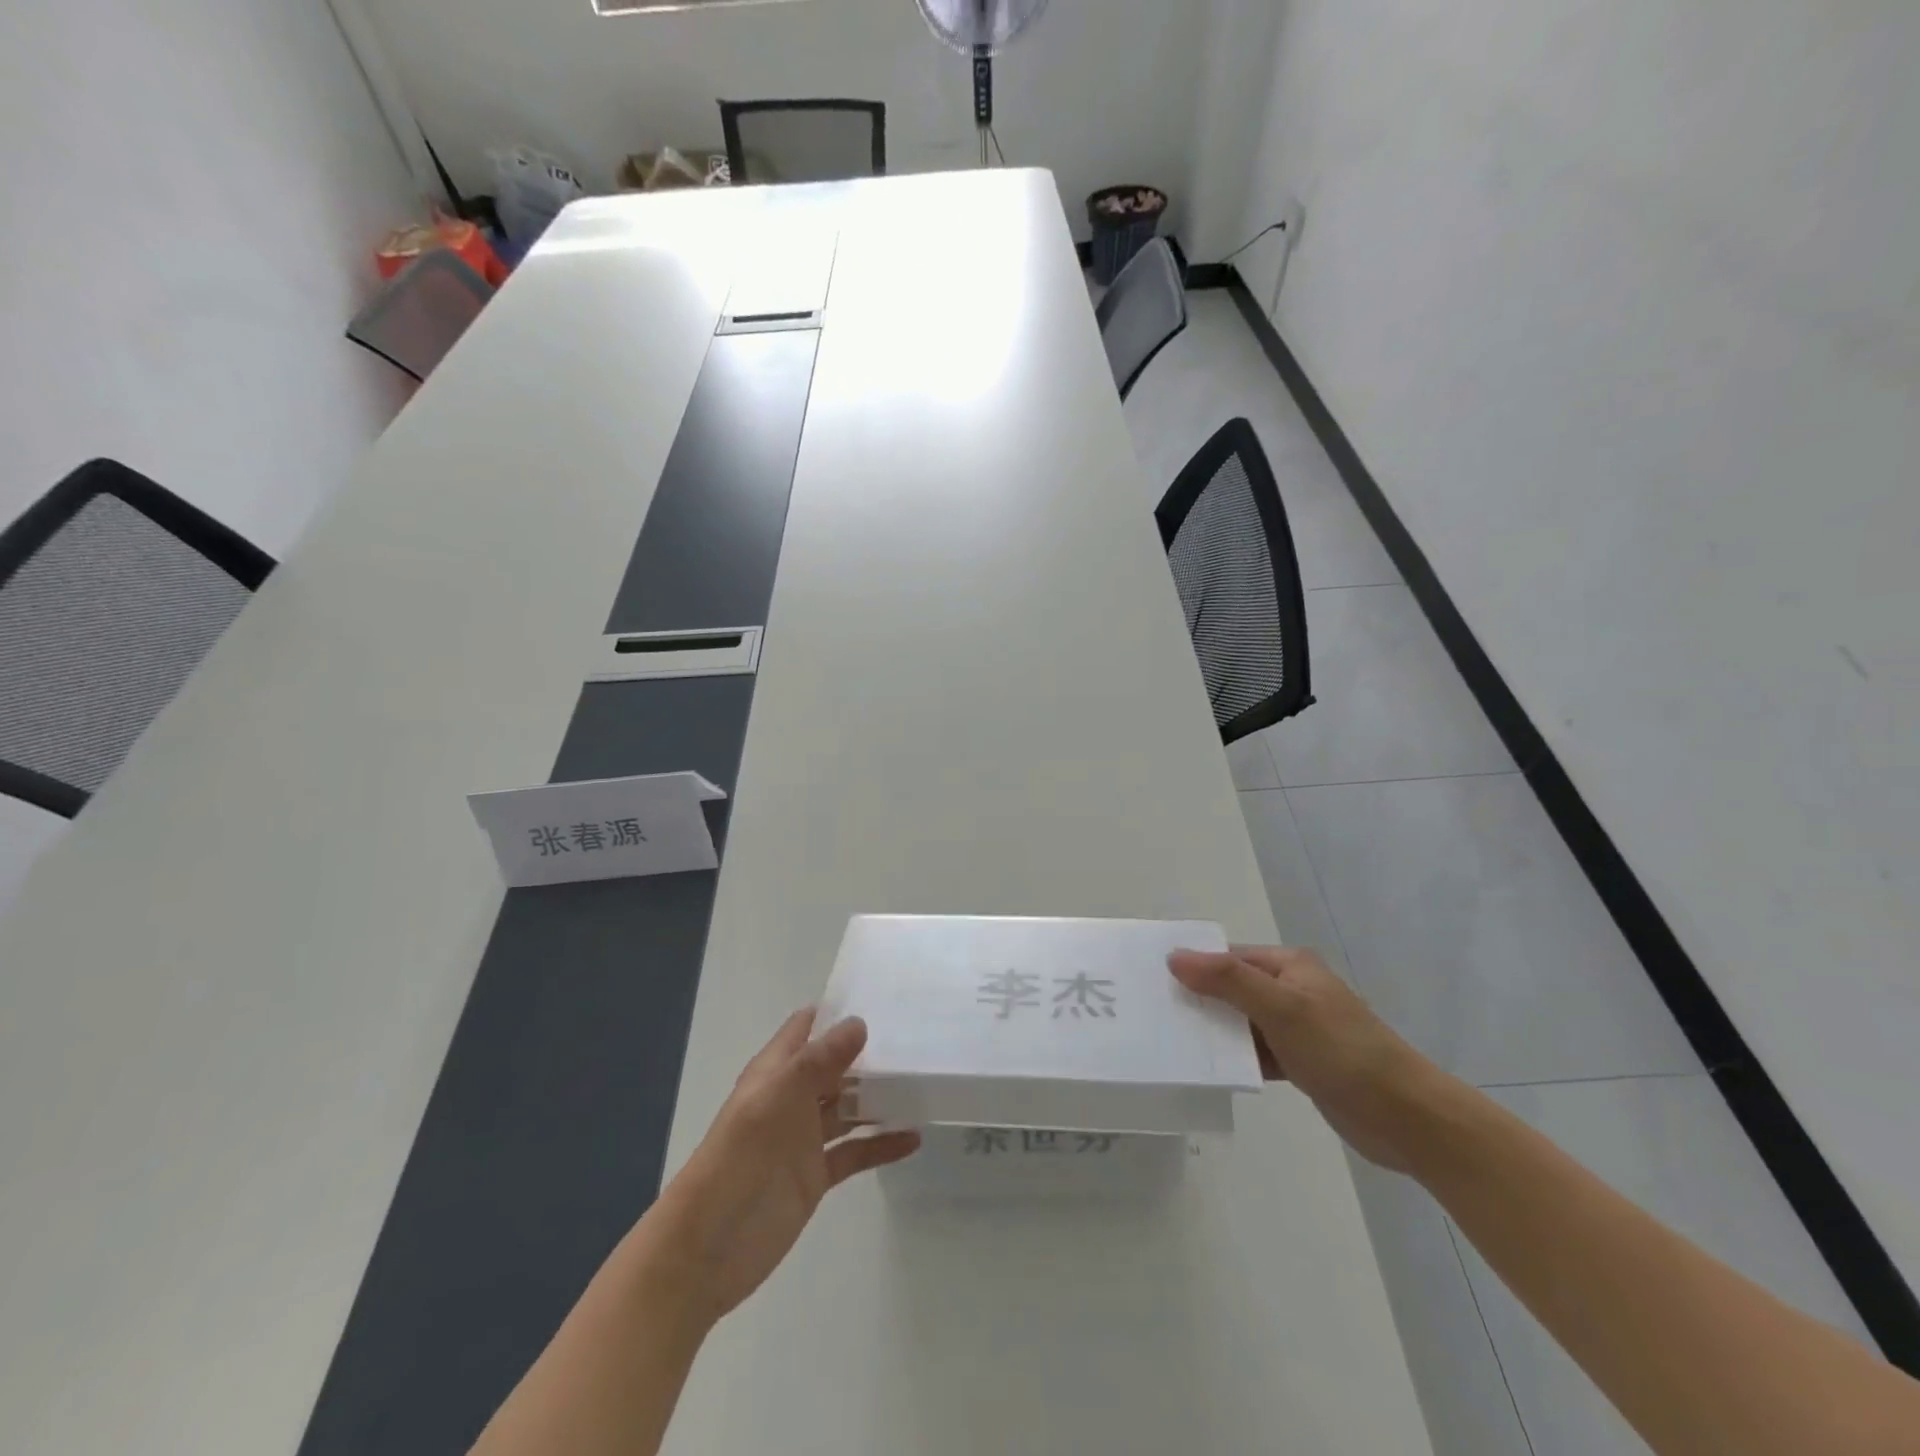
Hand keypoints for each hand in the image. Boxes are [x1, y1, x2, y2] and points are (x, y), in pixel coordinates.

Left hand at [642, 1010, 920, 1326]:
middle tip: (920, 1039)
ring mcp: (805, 1138)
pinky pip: (855, 1151)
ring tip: (924, 1085)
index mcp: (776, 1071)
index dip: (840, 1012)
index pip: (808, 1027)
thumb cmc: (738, 1160)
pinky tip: (914, 1138)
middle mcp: (792, 1098)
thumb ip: (818, 1061)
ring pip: (849, 1106)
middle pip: (836, 1066)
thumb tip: (859, 1022)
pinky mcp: (816, 1175)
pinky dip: (882, 1144)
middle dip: (871, 1052)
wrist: (708, 1248)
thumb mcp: (777, 1099)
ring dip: (880, 1097)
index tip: (885, 999)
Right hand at [1168, 944, 1443, 1171]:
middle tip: (1153, 1014)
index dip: (1193, 966)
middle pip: (1231, 988)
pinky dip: (1234, 1057)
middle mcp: (1290, 989)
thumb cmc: (1343, 1052)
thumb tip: (1175, 956)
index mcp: (1288, 965)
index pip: (1228, 957)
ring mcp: (1295, 1027)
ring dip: (1214, 1031)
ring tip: (1170, 1041)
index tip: (1151, 981)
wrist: (1407, 1118)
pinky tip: (1207, 1068)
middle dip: (1197, 999)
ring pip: (1240, 1022)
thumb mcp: (1282, 1009)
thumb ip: (1228, 980)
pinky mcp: (1299, 1062)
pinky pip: (1254, 1051)